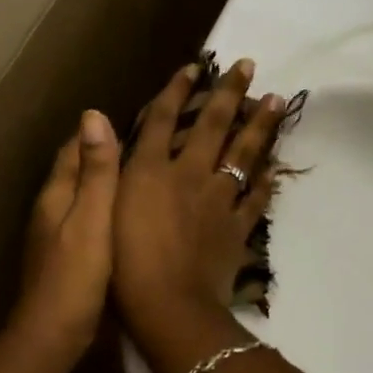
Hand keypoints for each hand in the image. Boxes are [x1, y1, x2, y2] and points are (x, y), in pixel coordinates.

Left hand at [11, 109, 119, 356]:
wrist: (52, 335)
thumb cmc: (75, 277)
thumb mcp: (92, 219)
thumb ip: (96, 172)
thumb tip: (93, 115)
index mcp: (55, 194)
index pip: (74, 149)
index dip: (99, 134)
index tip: (134, 120)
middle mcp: (50, 209)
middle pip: (75, 171)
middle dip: (102, 155)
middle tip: (144, 144)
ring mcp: (54, 235)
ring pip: (80, 196)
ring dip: (103, 182)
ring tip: (140, 175)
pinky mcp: (65, 257)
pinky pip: (86, 220)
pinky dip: (104, 210)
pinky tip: (126, 218)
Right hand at [112, 58, 288, 335]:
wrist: (168, 306)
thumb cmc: (123, 261)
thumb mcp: (104, 206)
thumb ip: (106, 161)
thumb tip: (96, 116)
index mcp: (152, 169)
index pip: (163, 119)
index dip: (177, 90)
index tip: (195, 66)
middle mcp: (189, 175)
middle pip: (213, 126)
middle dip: (230, 93)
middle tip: (250, 65)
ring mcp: (218, 200)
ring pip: (244, 155)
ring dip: (260, 126)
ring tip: (276, 100)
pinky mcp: (236, 228)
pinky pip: (257, 198)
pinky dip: (267, 180)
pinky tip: (276, 166)